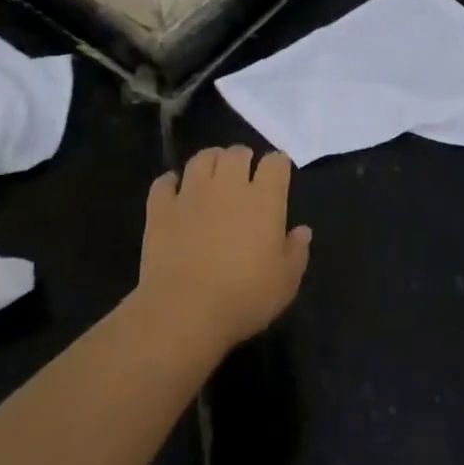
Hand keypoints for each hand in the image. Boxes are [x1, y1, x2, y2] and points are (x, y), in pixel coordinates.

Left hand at [137, 146, 310, 356]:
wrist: (185, 311)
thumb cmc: (245, 297)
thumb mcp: (286, 282)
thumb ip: (297, 251)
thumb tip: (302, 230)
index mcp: (264, 200)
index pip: (275, 163)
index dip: (278, 163)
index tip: (278, 172)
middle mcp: (228, 186)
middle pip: (236, 153)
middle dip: (243, 157)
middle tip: (244, 171)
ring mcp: (191, 194)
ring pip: (201, 159)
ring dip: (210, 160)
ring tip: (212, 171)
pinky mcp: (161, 209)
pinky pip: (164, 183)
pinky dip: (170, 182)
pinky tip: (174, 190)